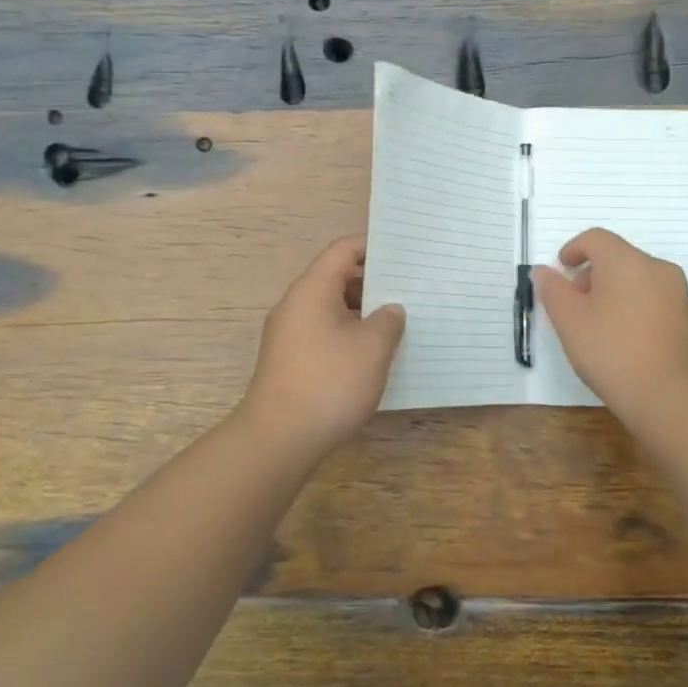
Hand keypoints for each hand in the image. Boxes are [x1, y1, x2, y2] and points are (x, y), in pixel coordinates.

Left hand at [240, 235, 404, 455]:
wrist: (278, 440)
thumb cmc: (329, 383)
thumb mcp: (372, 348)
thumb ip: (388, 320)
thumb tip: (390, 310)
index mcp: (313, 289)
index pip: (343, 250)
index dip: (373, 246)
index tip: (404, 253)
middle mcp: (296, 304)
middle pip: (336, 277)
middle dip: (373, 282)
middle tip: (410, 290)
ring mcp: (289, 334)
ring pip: (331, 308)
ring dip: (363, 312)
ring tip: (398, 323)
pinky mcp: (290, 360)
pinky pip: (324, 333)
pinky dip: (348, 334)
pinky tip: (373, 355)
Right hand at [534, 228, 687, 422]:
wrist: (670, 397)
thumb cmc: (611, 351)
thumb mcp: (569, 321)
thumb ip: (553, 290)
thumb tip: (543, 271)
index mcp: (627, 262)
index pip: (596, 238)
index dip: (573, 249)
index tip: (561, 272)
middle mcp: (658, 269)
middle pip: (618, 257)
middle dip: (592, 274)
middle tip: (575, 304)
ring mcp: (678, 294)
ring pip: (637, 279)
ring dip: (614, 291)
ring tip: (598, 326)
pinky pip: (654, 300)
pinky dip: (634, 307)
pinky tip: (624, 340)